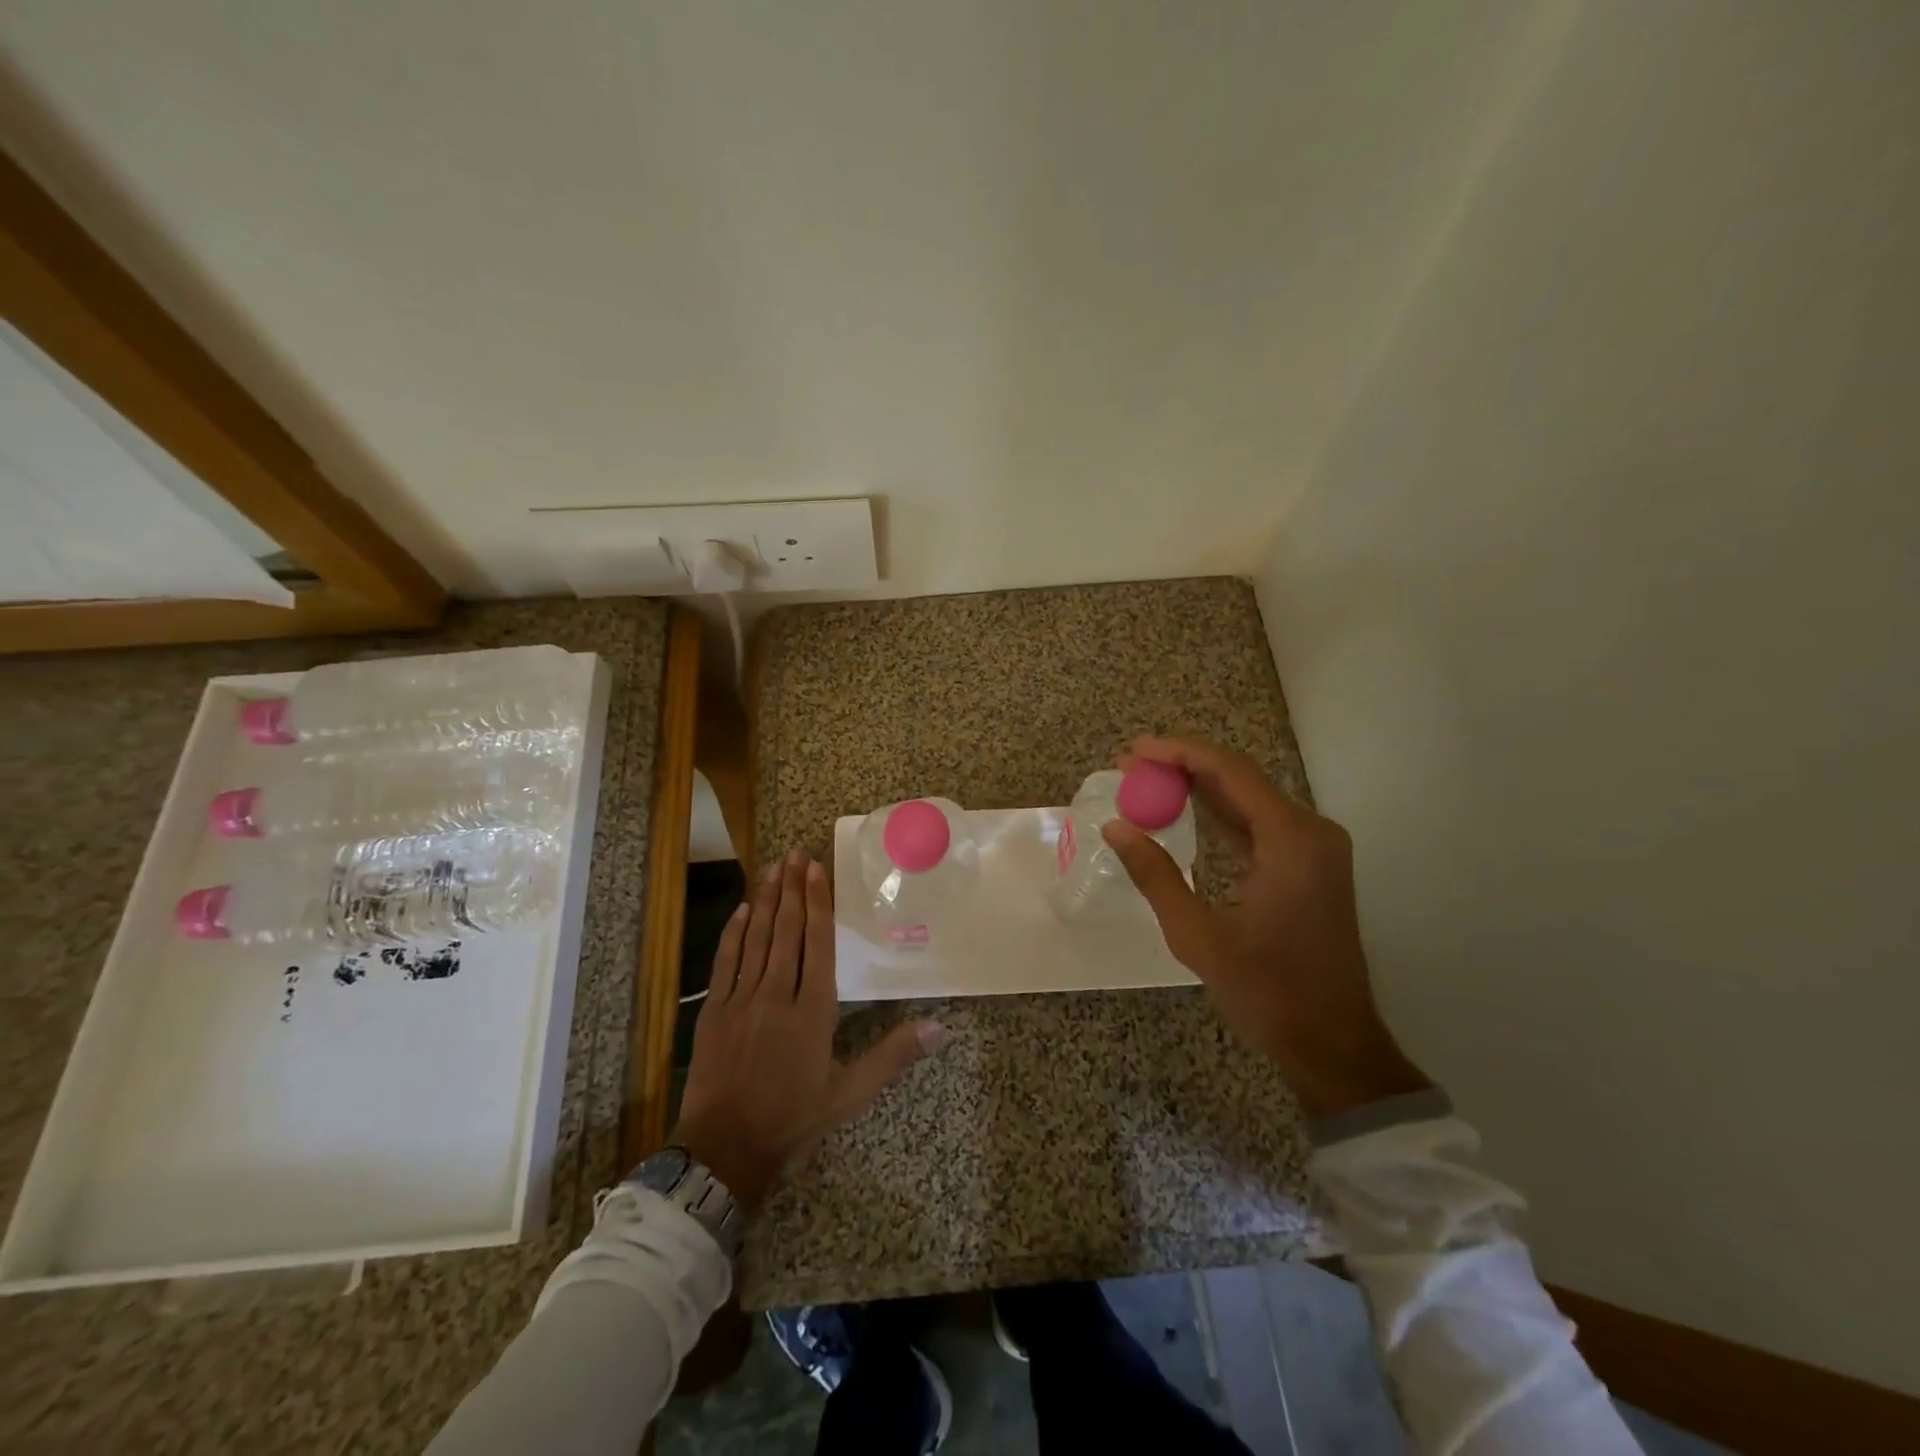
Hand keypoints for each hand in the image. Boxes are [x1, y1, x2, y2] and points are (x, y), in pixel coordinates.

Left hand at [671, 848, 945, 1211]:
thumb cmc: (793, 1119)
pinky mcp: (714, 1011)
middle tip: (795, 854)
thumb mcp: (850, 1094)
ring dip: (764, 900)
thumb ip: (893, 1056)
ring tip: (772, 868)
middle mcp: (777, 994)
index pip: (818, 944)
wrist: (724, 1150)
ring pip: (756, 939)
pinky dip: (733, 933)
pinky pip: (725, 962)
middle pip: (786, 931)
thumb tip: (940, 1028)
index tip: (816, 870)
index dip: (817, 904)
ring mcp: (741, 1000)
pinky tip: (741, 910)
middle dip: (791, 889)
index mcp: (813, 1011)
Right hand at [1102, 736, 1428, 1119]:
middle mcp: (1311, 831)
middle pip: (1241, 777)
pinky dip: (1221, 813)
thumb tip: (1116, 827)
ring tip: (1147, 781)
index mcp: (1291, 840)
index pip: (1229, 771)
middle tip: (1131, 765)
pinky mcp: (1309, 866)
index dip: (1178, 752)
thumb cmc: (1267, 991)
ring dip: (1200, 787)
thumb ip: (1155, 875)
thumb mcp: (1198, 935)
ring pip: (1249, 798)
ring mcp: (1314, 848)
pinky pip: (1259, 824)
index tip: (1134, 751)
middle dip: (1184, 765)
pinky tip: (1185, 810)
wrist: (1332, 1042)